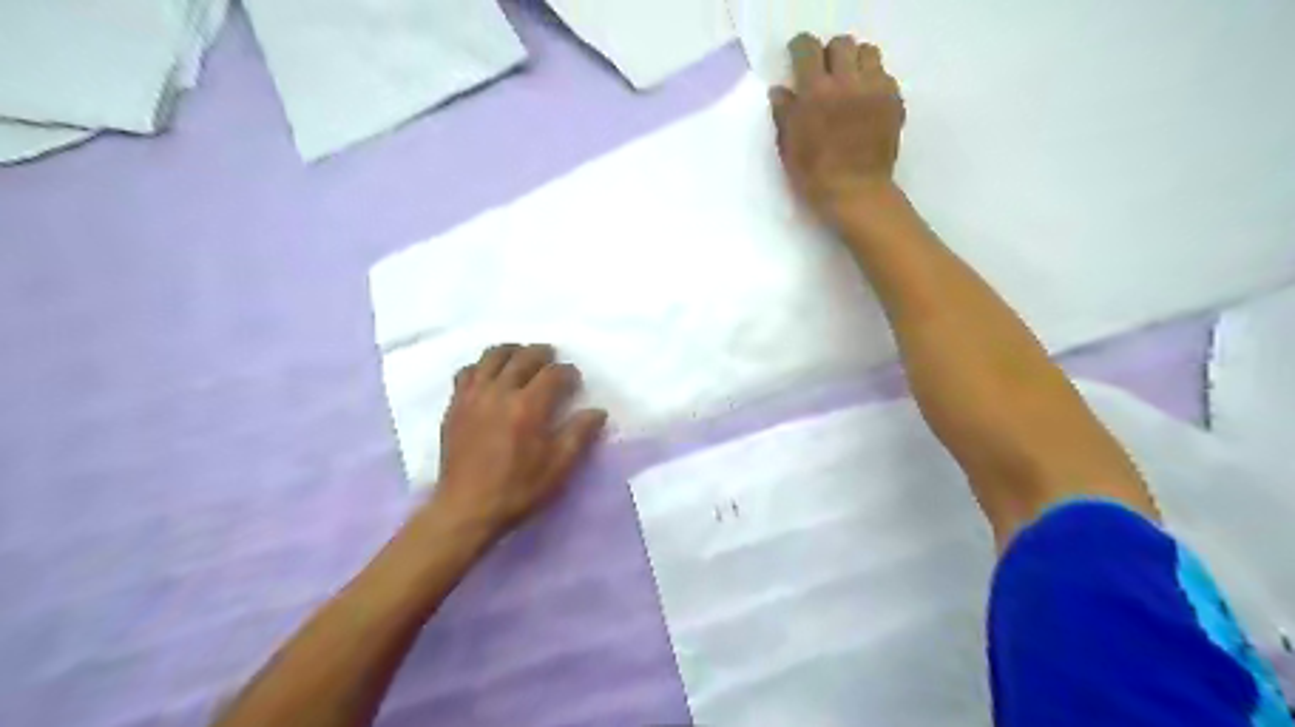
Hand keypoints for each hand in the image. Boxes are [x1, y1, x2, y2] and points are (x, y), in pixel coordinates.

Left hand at [426, 343, 608, 540]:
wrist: (466, 509)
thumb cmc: (518, 489)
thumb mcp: (559, 467)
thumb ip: (579, 434)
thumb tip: (597, 411)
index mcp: (528, 406)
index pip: (553, 373)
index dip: (568, 372)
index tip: (575, 381)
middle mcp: (500, 392)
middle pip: (523, 356)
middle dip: (542, 353)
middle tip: (551, 361)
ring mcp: (473, 396)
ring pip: (492, 356)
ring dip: (511, 351)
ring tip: (521, 358)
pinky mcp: (455, 405)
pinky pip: (467, 371)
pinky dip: (482, 366)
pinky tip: (490, 376)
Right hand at [773, 35, 903, 222]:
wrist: (856, 194)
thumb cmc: (814, 176)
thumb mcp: (788, 148)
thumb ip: (784, 114)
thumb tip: (780, 91)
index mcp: (815, 92)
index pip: (807, 49)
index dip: (800, 49)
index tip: (797, 59)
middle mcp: (847, 82)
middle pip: (841, 44)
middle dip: (830, 55)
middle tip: (824, 74)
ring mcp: (874, 89)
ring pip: (868, 53)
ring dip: (855, 63)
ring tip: (849, 84)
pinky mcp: (894, 101)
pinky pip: (884, 75)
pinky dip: (873, 82)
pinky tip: (865, 103)